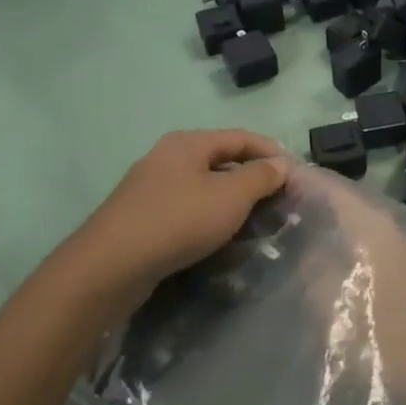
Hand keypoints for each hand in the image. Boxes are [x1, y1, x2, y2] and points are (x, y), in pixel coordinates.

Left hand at [78, 130, 288, 300]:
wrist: (109, 266)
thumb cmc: (178, 221)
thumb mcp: (230, 197)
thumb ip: (260, 177)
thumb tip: (280, 165)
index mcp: (189, 143)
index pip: (242, 138)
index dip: (272, 153)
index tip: (296, 176)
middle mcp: (168, 157)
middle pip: (222, 162)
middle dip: (252, 181)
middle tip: (278, 205)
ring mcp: (151, 187)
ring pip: (204, 188)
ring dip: (232, 204)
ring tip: (254, 227)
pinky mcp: (141, 217)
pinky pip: (186, 210)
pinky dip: (208, 220)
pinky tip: (218, 242)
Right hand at [286, 163, 405, 401]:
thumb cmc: (385, 336)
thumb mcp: (332, 302)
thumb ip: (311, 268)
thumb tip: (298, 245)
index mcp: (370, 222)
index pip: (328, 184)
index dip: (295, 177)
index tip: (262, 177)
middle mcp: (387, 226)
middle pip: (340, 202)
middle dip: (305, 202)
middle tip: (263, 210)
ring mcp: (399, 250)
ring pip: (351, 225)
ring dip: (321, 227)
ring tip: (281, 236)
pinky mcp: (404, 275)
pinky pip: (361, 247)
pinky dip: (337, 248)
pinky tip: (315, 267)